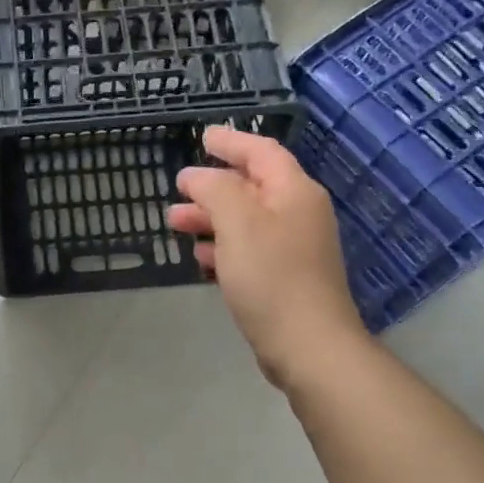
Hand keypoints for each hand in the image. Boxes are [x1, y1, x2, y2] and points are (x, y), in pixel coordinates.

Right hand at [168, 127, 363, 388]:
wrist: (308, 345)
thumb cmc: (272, 276)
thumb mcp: (237, 222)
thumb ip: (214, 189)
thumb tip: (196, 176)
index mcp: (294, 192)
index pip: (262, 152)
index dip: (231, 142)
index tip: (202, 137)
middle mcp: (298, 213)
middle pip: (251, 186)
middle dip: (212, 186)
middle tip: (178, 189)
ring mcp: (294, 248)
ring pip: (245, 220)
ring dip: (210, 217)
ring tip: (175, 222)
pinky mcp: (285, 278)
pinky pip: (249, 249)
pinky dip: (223, 245)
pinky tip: (201, 256)